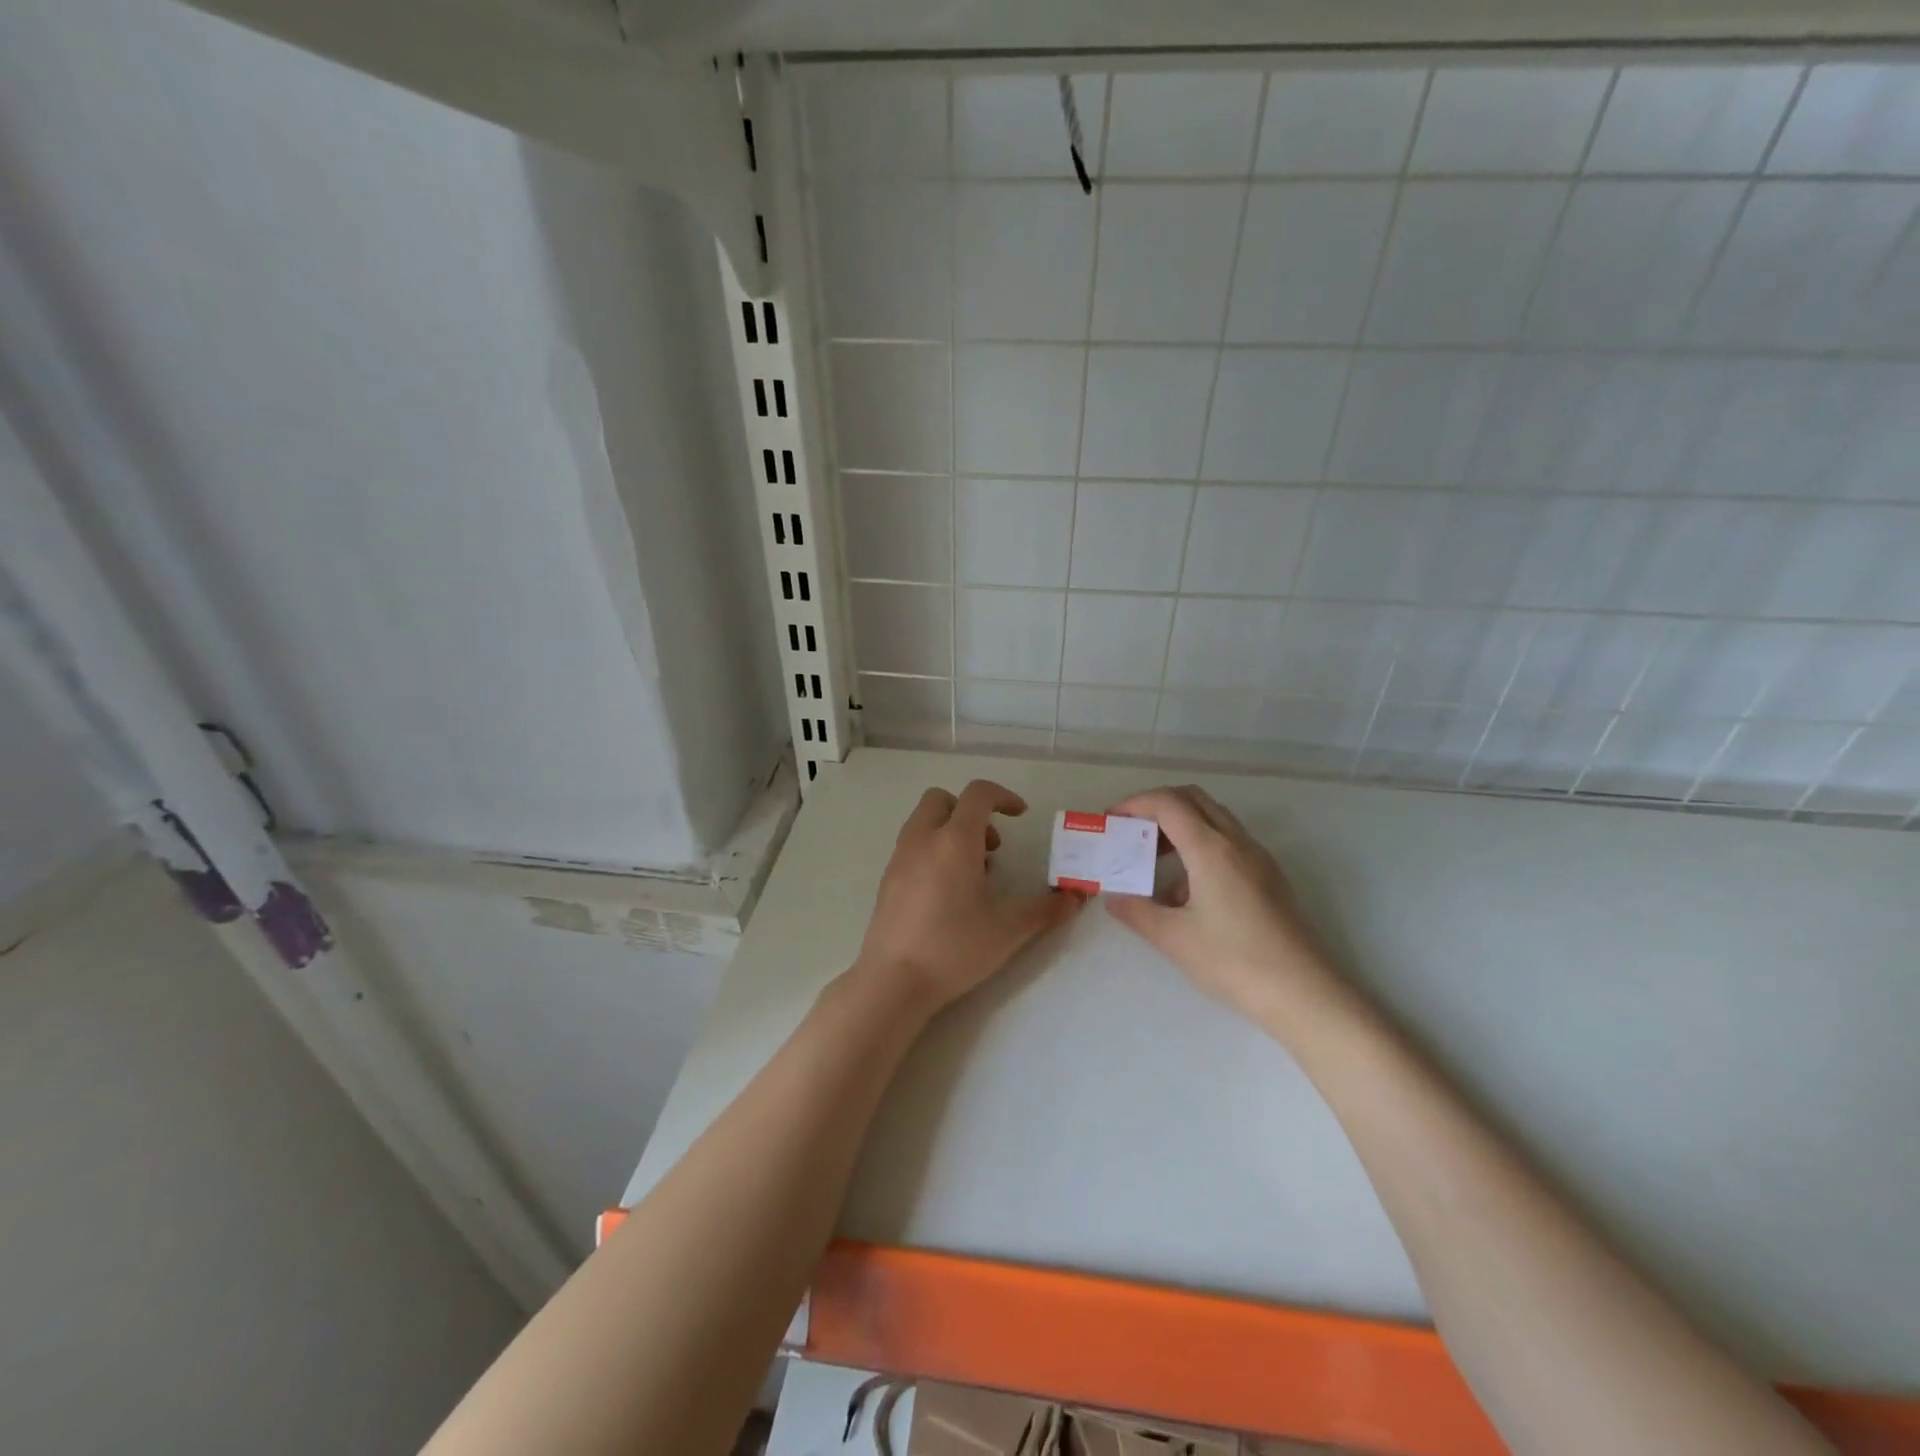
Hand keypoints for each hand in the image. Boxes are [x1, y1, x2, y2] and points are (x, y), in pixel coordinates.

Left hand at [855, 780, 1081, 1014]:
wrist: (894, 980)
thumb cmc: (955, 946)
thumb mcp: (1010, 928)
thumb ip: (1046, 909)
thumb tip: (1075, 898)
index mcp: (954, 840)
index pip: (977, 794)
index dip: (1003, 796)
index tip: (1020, 815)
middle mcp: (922, 839)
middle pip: (942, 800)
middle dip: (970, 812)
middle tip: (991, 848)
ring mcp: (899, 858)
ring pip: (923, 822)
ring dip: (950, 832)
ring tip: (972, 874)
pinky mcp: (887, 880)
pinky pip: (912, 847)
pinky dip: (932, 851)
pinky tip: (947, 894)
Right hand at [1104, 785, 1345, 1035]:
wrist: (1305, 994)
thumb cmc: (1234, 962)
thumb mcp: (1174, 938)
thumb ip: (1137, 911)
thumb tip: (1113, 897)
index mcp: (1211, 849)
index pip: (1168, 803)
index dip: (1135, 803)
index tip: (1112, 821)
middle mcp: (1237, 843)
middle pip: (1194, 799)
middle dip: (1157, 806)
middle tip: (1132, 831)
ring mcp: (1258, 859)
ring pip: (1214, 819)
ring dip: (1180, 825)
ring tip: (1153, 861)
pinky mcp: (1270, 878)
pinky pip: (1228, 843)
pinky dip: (1200, 846)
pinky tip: (1186, 891)